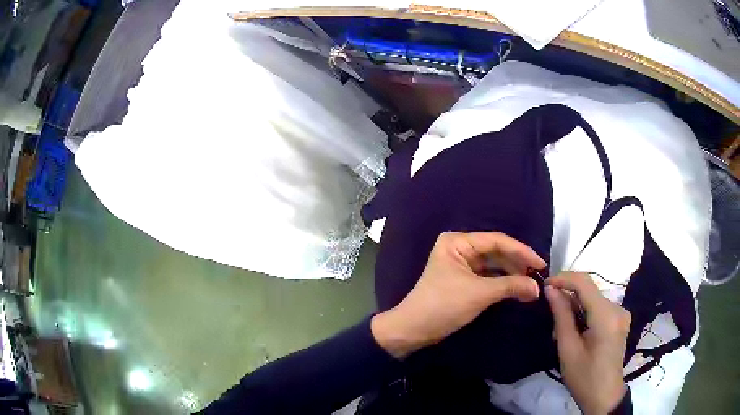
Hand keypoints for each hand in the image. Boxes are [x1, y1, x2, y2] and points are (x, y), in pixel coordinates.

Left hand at [371, 232, 544, 358]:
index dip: (521, 251)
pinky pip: (487, 276)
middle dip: (517, 264)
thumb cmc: (443, 306)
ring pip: (493, 265)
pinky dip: (501, 282)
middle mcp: (459, 248)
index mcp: (457, 242)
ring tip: (530, 284)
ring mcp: (460, 264)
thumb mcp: (479, 294)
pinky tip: (516, 288)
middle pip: (496, 251)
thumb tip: (537, 287)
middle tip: (537, 275)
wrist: (413, 330)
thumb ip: (510, 286)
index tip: (541, 263)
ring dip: (511, 274)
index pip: (497, 241)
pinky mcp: (462, 280)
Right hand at [545, 272, 630, 414]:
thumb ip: (561, 316)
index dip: (564, 278)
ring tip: (561, 331)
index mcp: (606, 316)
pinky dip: (585, 314)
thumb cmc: (584, 377)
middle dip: (568, 298)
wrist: (604, 397)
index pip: (585, 283)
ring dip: (575, 308)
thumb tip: (551, 289)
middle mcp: (618, 308)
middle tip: (551, 319)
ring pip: (593, 300)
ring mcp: (621, 314)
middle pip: (589, 291)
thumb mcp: (568, 349)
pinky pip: (599, 308)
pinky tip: (576, 332)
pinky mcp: (620, 320)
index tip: (545, 284)